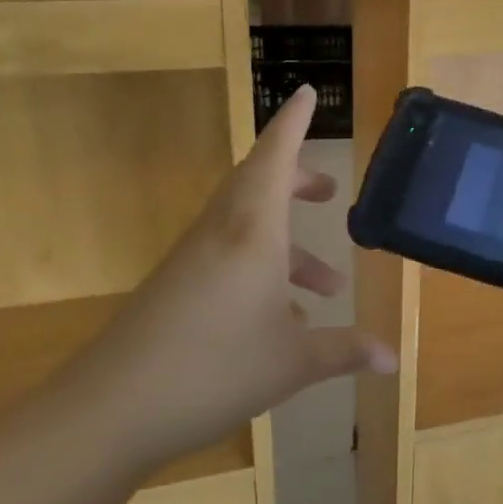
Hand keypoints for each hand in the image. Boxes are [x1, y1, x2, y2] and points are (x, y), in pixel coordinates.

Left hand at [66, 85, 395, 469]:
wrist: (109, 411)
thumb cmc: (214, 368)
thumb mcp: (294, 362)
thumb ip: (345, 351)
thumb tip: (394, 360)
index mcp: (252, 231)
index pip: (275, 156)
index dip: (294, 122)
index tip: (309, 92)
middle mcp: (221, 233)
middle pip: (260, 184)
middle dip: (298, 182)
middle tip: (328, 190)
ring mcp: (193, 260)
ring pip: (247, 228)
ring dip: (289, 245)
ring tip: (328, 283)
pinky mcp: (175, 288)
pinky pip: (228, 259)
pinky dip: (262, 272)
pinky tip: (283, 319)